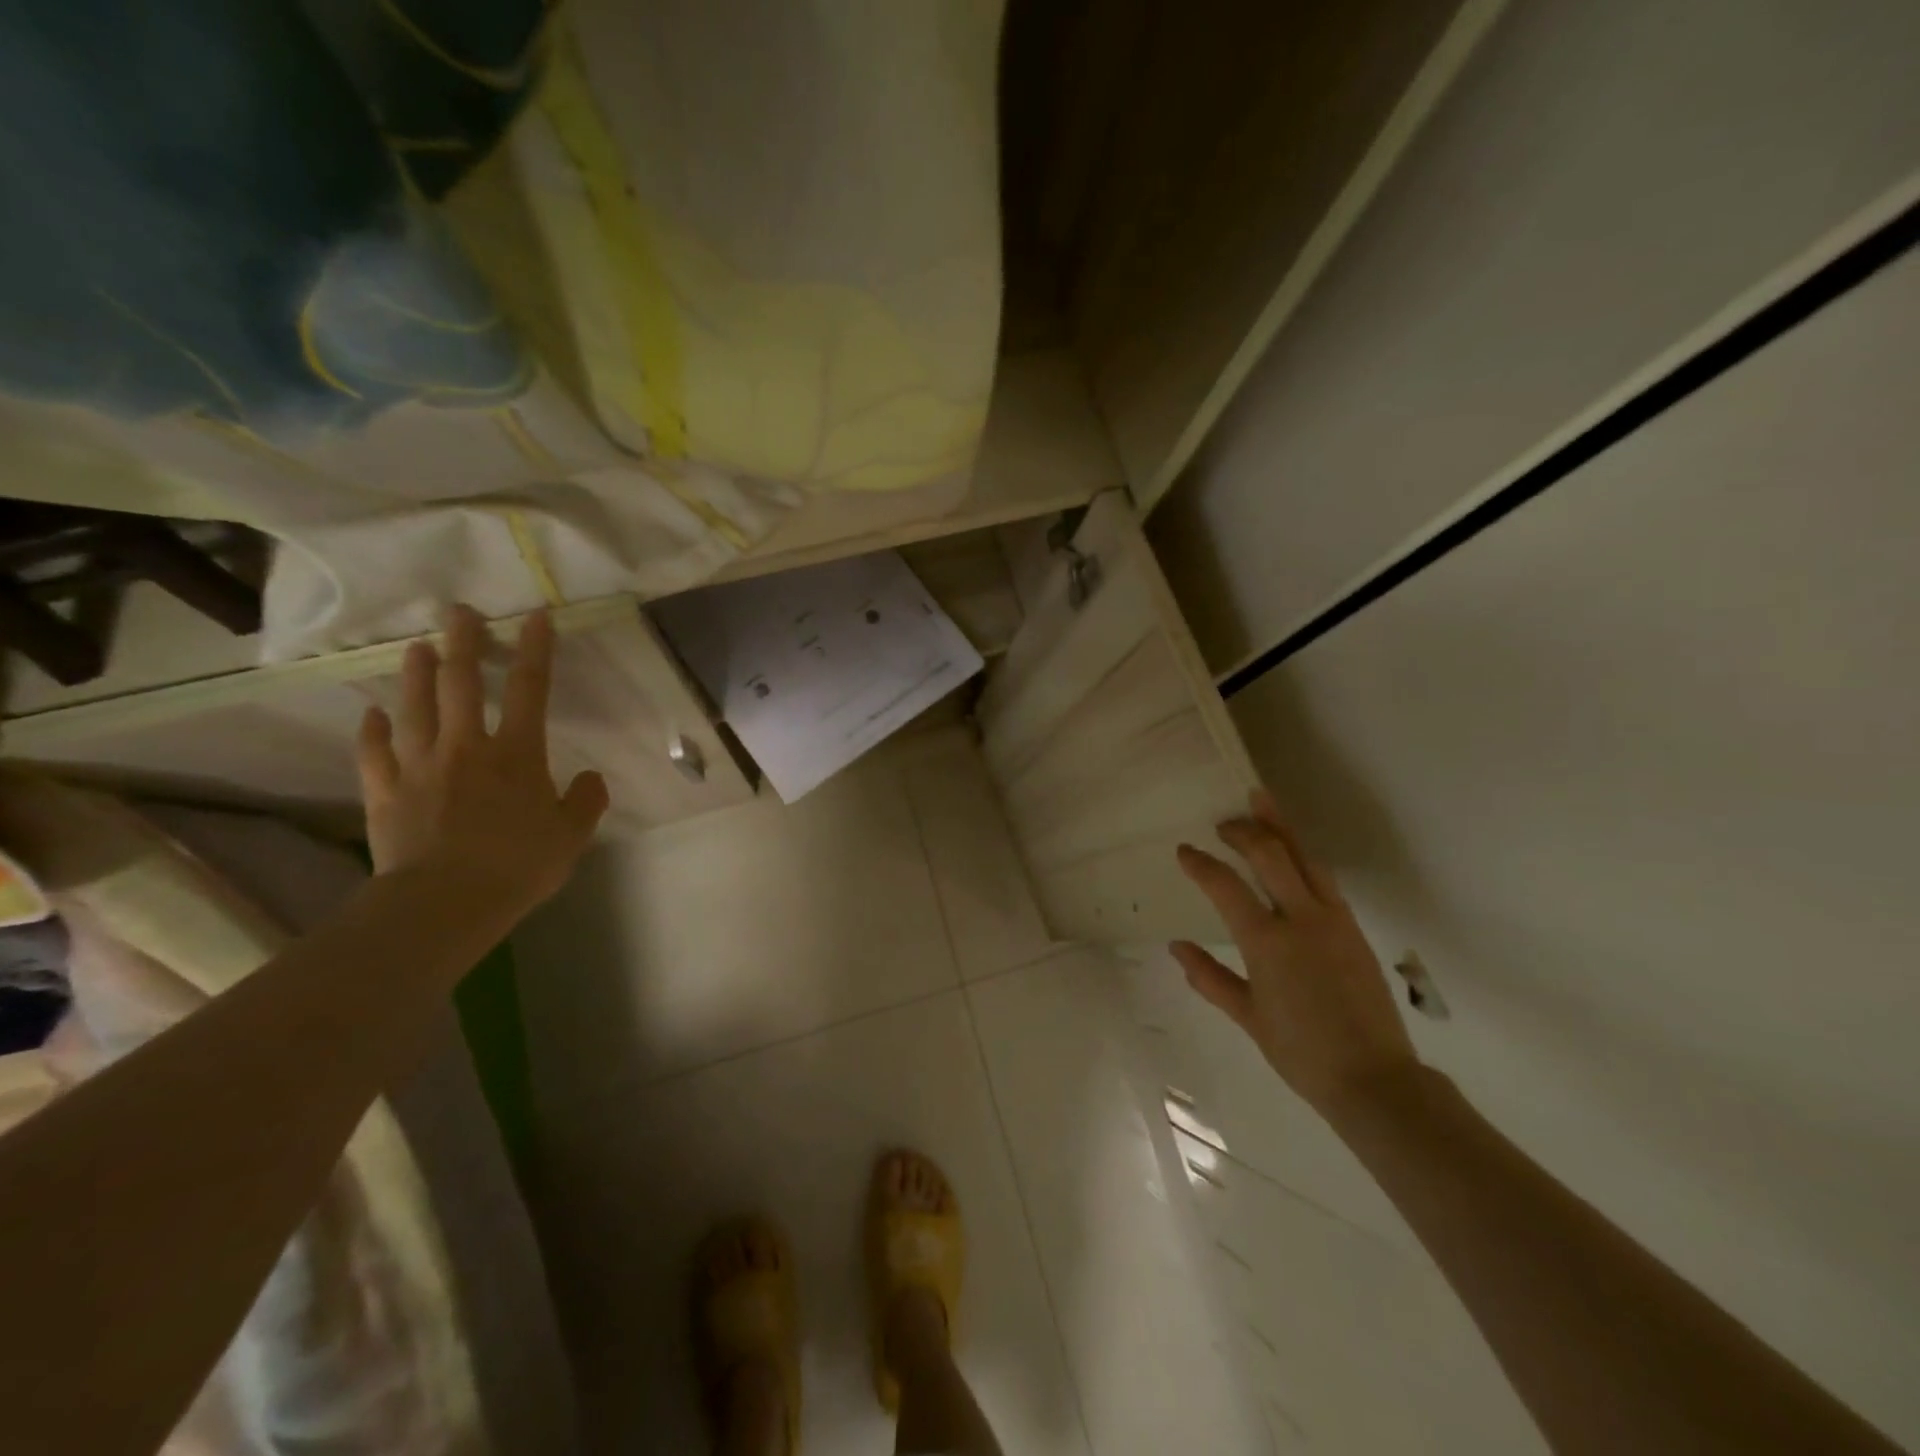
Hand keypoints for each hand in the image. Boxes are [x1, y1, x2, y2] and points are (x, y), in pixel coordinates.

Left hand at [356, 604, 608, 912]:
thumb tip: (590, 777)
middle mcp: (466, 746)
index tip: (535, 617)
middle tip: (459, 612)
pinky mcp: (385, 791)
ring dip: (415, 674)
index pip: (531, 689)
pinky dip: (372, 729)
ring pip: (414, 707)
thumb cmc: (518, 865)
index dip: (535, 649)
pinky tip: (372, 714)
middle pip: (461, 683)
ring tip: (416, 648)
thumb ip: (586, 801)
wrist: (445, 902)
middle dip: (463, 642)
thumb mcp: (572, 836)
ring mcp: (419, 765)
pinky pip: (374, 751)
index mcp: (517, 754)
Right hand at [1172, 790, 1417, 1120]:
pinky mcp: (1353, 927)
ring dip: (1280, 828)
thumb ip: (1209, 977)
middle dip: (1244, 830)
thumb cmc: (1301, 1052)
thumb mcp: (1248, 1016)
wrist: (1374, 1079)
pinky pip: (1324, 878)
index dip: (1201, 864)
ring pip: (1304, 857)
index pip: (1225, 886)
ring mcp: (1333, 919)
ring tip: (1261, 802)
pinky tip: (1292, 854)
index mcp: (1267, 942)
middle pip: (1271, 855)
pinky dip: (1302, 856)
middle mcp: (1301, 919)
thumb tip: (1176, 947)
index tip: (1184, 851)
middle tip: (1223, 823)